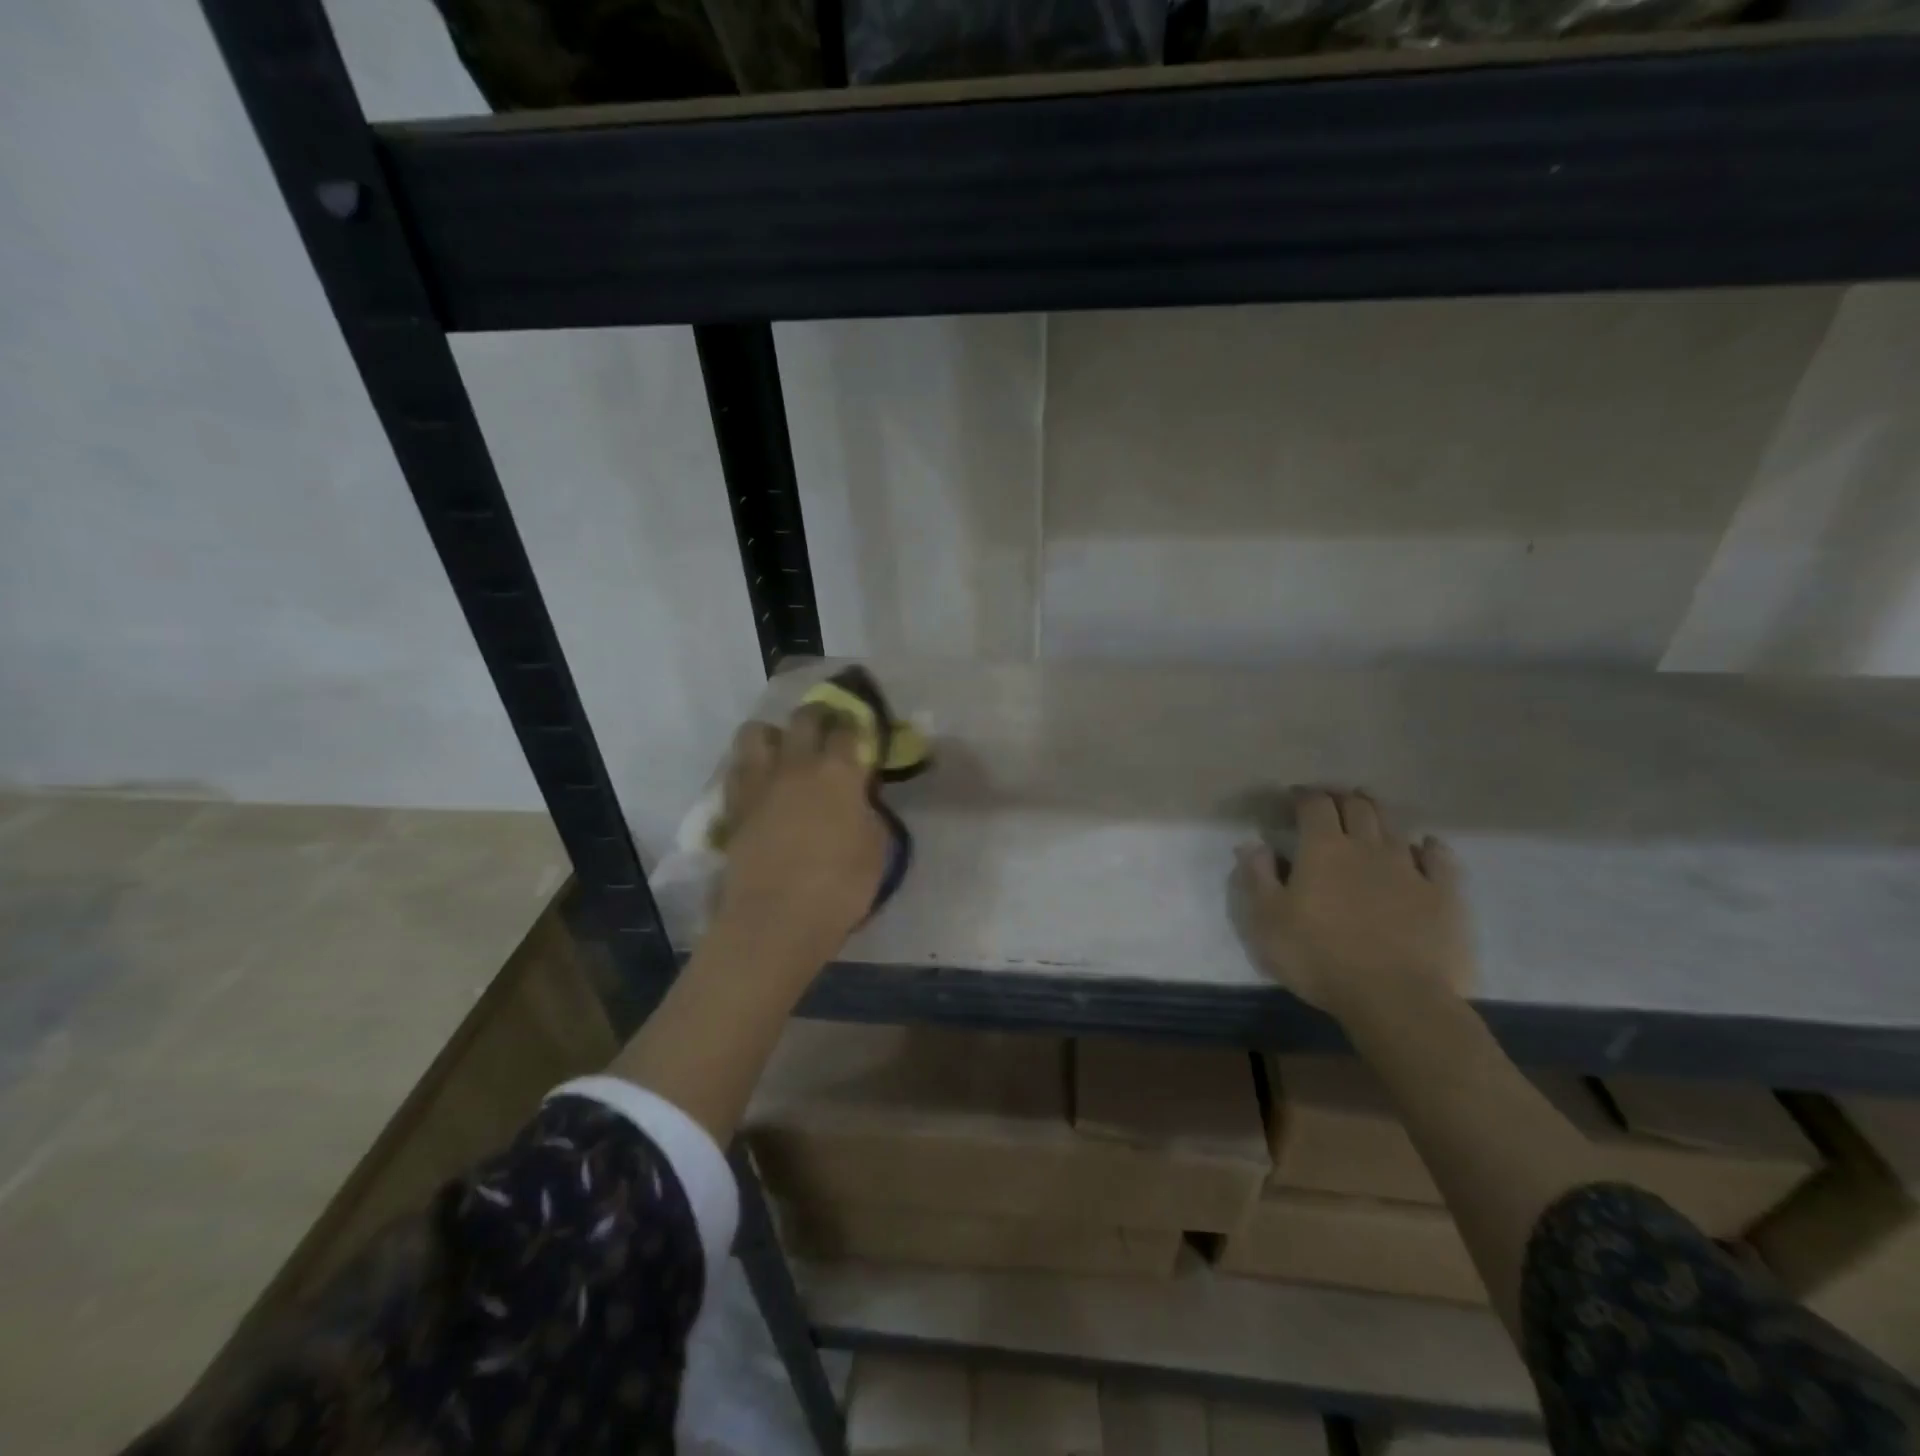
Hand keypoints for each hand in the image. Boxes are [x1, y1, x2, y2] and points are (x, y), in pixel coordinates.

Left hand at [711, 705, 889, 961]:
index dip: (857, 725)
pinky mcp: (733, 805)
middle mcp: (796, 764)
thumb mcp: (875, 848)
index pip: (850, 728)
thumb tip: (857, 799)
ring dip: (774, 735)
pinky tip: (762, 784)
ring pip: (757, 731)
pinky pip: (738, 768)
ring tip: (784, 753)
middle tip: (827, 731)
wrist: (775, 920)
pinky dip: (751, 767)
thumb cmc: (839, 888)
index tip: (861, 732)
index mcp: (838, 771)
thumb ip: (867, 812)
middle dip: (819, 717)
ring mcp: (759, 782)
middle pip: (804, 717)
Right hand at [1233, 789, 1473, 1020]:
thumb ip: (1257, 877)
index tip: (1293, 797)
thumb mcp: (1267, 921)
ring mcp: (1409, 868)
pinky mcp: (1443, 894)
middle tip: (1330, 800)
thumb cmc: (1318, 957)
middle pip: (1357, 807)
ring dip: (1378, 813)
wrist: (1395, 998)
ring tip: (1368, 810)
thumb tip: (1253, 844)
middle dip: (1341, 797)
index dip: (1303, 796)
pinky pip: (1438, 858)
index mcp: (1323, 849)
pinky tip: (1425, 846)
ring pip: (1394, 826)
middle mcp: (1366, 847)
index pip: (1314, 805)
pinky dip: (1428, 846)